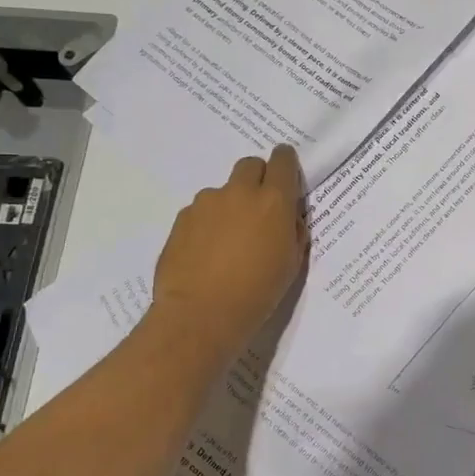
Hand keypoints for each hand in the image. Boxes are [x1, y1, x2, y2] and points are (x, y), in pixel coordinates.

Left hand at [144, 145, 307, 368]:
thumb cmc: (258, 292)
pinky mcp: (181, 219)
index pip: (283, 160)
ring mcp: (206, 204)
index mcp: (274, 201)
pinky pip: (201, 212)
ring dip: (230, 205)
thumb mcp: (292, 263)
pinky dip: (207, 224)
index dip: (285, 162)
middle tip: (259, 207)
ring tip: (228, 241)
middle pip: (249, 165)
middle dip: (257, 178)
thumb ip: (292, 230)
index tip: (286, 173)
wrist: (201, 315)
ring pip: (223, 191)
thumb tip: (287, 217)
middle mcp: (239, 193)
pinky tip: (207, 253)